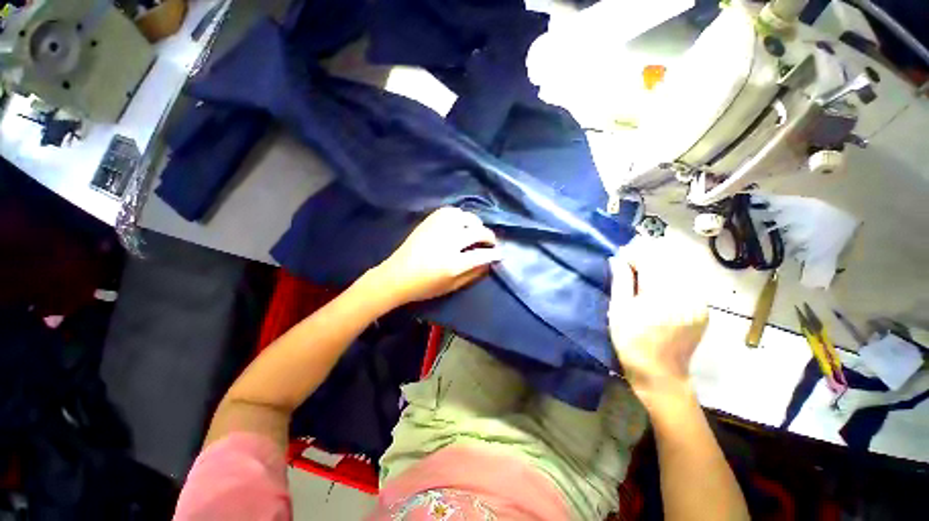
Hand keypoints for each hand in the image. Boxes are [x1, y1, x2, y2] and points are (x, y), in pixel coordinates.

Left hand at [373, 207, 501, 305]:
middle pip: (477, 232)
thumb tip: (488, 263)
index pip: (482, 255)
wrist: (396, 276)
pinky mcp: (429, 222)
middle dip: (489, 236)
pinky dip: (460, 215)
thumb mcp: (451, 287)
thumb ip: (472, 275)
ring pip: (465, 217)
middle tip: (491, 242)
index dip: (494, 254)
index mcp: (452, 264)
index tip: (500, 253)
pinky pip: (450, 211)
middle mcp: (447, 242)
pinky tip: (460, 223)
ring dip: (475, 223)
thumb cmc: (424, 287)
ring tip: (476, 231)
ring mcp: (437, 229)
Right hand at [608, 235, 709, 403]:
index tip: (621, 256)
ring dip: (659, 269)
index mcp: (662, 293)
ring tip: (642, 276)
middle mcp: (686, 293)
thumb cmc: (631, 341)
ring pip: (678, 270)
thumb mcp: (619, 309)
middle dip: (647, 259)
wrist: (660, 373)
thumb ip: (621, 280)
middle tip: (629, 265)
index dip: (634, 254)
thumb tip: (618, 258)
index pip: (650, 259)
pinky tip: (658, 289)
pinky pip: (687, 284)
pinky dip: (671, 280)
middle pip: (667, 262)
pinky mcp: (703, 309)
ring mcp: (699, 301)